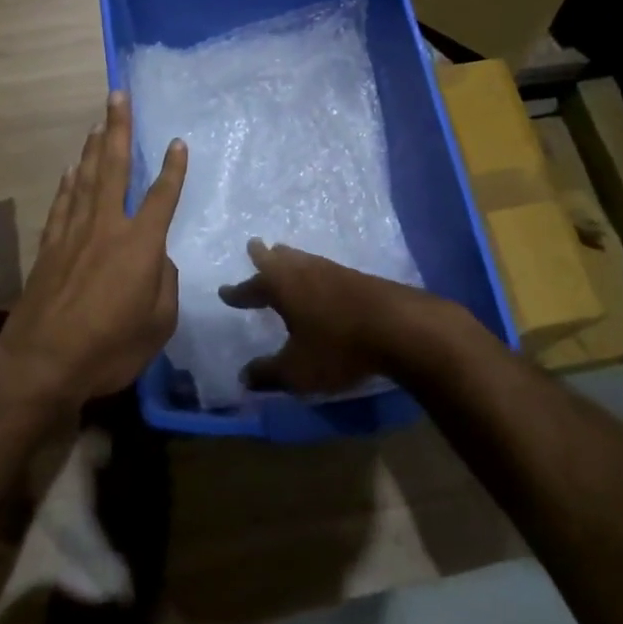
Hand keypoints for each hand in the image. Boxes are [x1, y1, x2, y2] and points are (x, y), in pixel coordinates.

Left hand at [0, 92, 186, 405]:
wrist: (43, 362)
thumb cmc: (110, 347)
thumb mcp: (159, 323)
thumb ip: (164, 284)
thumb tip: (157, 261)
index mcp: (140, 244)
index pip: (162, 197)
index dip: (172, 169)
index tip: (177, 142)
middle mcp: (106, 227)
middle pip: (114, 168)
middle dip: (118, 129)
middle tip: (117, 96)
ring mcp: (73, 234)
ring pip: (86, 179)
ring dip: (94, 148)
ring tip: (99, 122)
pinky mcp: (49, 247)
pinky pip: (62, 204)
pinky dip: (68, 183)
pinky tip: (71, 169)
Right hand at [221, 241, 448, 395]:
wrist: (398, 327)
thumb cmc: (337, 347)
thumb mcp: (296, 370)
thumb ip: (268, 373)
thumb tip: (243, 377)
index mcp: (282, 287)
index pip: (252, 286)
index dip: (238, 292)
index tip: (224, 291)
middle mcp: (304, 271)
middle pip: (279, 259)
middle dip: (264, 257)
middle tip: (255, 246)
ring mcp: (333, 271)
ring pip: (303, 259)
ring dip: (290, 260)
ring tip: (285, 256)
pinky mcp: (358, 278)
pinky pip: (324, 269)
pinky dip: (313, 271)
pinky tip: (321, 280)